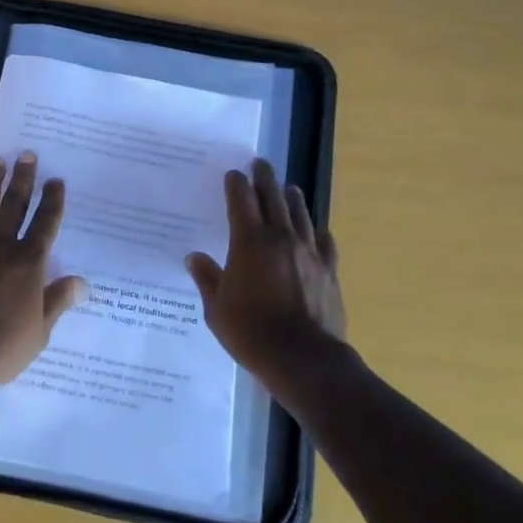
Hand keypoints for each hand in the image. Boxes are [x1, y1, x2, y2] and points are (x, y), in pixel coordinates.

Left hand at [0, 151, 87, 396]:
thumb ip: (58, 300)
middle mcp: (1, 247)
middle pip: (14, 205)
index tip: (56, 180)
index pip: (45, 223)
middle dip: (23, 179)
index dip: (52, 200)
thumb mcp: (40, 330)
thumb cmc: (2, 348)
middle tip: (27, 155)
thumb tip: (82, 282)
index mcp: (29, 263)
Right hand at [186, 159, 346, 396]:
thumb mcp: (216, 308)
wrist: (303, 358)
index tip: (233, 174)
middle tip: (261, 164)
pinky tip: (317, 230)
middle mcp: (281, 238)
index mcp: (249, 242)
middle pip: (273, 198)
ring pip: (301, 215)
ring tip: (289, 188)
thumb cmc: (251, 332)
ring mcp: (309, 253)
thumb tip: (193, 257)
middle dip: (265, 179)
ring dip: (292, 198)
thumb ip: (207, 278)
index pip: (241, 201)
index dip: (236, 184)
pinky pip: (325, 243)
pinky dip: (317, 231)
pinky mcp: (329, 271)